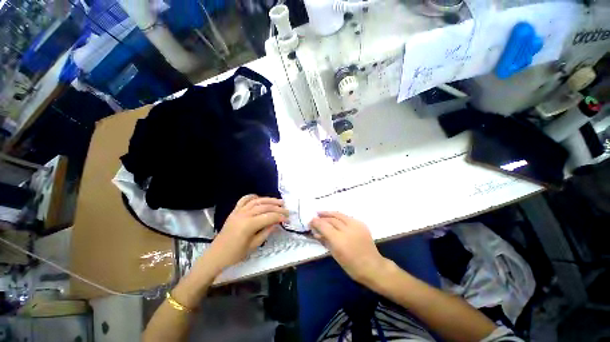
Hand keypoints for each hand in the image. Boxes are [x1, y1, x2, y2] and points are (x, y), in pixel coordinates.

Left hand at [204, 195, 287, 273]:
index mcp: (249, 225)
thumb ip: (266, 232)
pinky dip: (253, 196)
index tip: (288, 219)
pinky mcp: (234, 211)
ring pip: (257, 201)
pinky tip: (259, 197)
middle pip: (265, 207)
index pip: (269, 217)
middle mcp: (244, 214)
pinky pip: (244, 200)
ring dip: (269, 200)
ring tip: (279, 201)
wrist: (216, 255)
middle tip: (286, 210)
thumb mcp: (254, 245)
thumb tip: (277, 223)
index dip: (280, 217)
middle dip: (278, 208)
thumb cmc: (235, 254)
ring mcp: (238, 211)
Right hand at [310, 212, 389, 284]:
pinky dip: (338, 216)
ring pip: (339, 215)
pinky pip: (347, 217)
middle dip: (322, 218)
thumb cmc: (351, 265)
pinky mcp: (361, 224)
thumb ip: (325, 241)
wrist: (372, 266)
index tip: (310, 221)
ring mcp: (355, 225)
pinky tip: (334, 217)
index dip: (316, 222)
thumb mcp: (335, 255)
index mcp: (339, 240)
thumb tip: (316, 233)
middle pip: (331, 219)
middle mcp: (347, 229)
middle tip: (315, 217)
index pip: (324, 226)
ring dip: (329, 213)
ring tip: (321, 212)